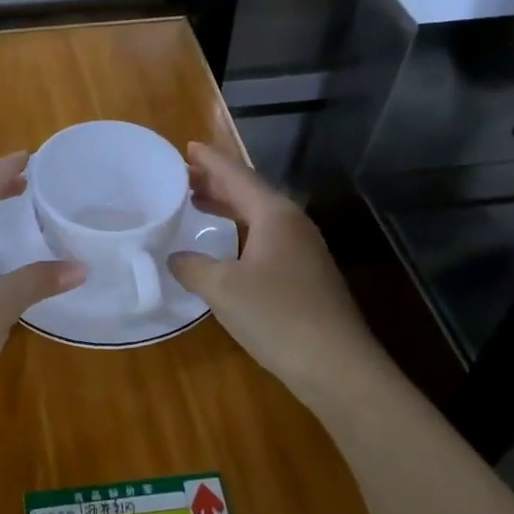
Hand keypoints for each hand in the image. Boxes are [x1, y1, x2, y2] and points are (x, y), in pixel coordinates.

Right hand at [169, 143, 382, 396]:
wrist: (337, 366)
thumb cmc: (278, 316)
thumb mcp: (223, 289)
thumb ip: (193, 267)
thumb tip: (175, 258)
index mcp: (274, 214)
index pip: (237, 174)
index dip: (210, 160)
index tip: (187, 146)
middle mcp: (292, 224)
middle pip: (249, 191)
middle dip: (216, 181)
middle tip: (182, 175)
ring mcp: (304, 250)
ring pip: (259, 216)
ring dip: (227, 206)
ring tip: (196, 202)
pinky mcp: (306, 275)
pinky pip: (266, 238)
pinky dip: (240, 231)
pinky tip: (225, 246)